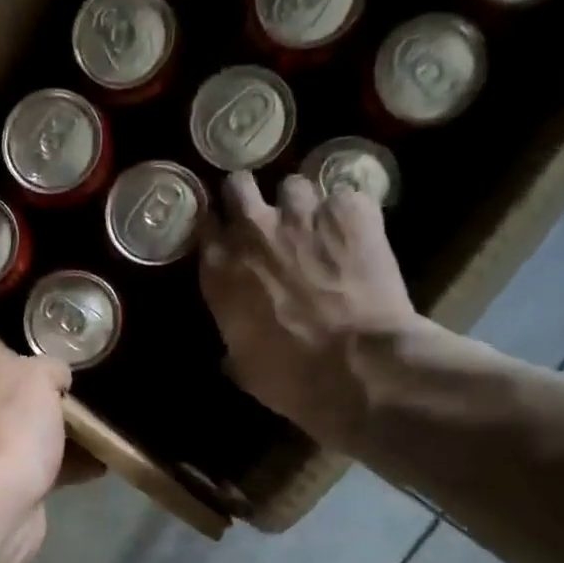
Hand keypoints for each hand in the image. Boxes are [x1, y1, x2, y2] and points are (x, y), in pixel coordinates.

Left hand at [0, 337, 100, 562]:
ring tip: (86, 433)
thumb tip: (55, 378)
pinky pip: (23, 470)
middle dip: (16, 398)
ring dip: (39, 437)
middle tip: (58, 396)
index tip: (2, 353)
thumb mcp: (40, 374)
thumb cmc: (8, 419)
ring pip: (4, 434)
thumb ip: (49, 370)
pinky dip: (55, 470)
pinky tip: (95, 466)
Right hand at [200, 172, 431, 447]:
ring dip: (302, 206)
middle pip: (239, 184)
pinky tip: (359, 236)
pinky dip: (350, 214)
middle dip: (249, 196)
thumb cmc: (290, 378)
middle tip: (266, 218)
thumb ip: (234, 339)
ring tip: (318, 229)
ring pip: (294, 186)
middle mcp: (253, 230)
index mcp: (219, 269)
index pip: (203, 222)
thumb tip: (232, 349)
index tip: (225, 234)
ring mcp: (303, 214)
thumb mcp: (244, 367)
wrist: (358, 366)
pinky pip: (346, 196)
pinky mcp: (351, 210)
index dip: (216, 226)